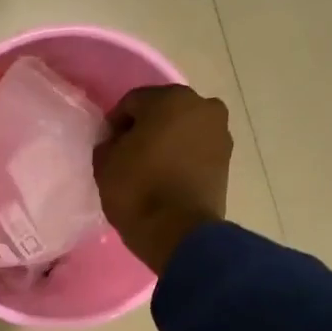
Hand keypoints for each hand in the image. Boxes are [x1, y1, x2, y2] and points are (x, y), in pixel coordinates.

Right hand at [92, 85, 232, 273]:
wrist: (177, 231)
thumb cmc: (137, 189)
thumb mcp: (105, 163)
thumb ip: (109, 142)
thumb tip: (117, 142)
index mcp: (170, 99)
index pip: (132, 102)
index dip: (114, 123)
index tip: (107, 147)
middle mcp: (202, 106)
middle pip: (163, 112)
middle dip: (145, 128)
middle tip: (128, 155)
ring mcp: (219, 132)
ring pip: (183, 130)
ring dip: (166, 142)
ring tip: (149, 169)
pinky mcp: (226, 159)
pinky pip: (195, 150)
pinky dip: (181, 157)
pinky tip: (166, 177)